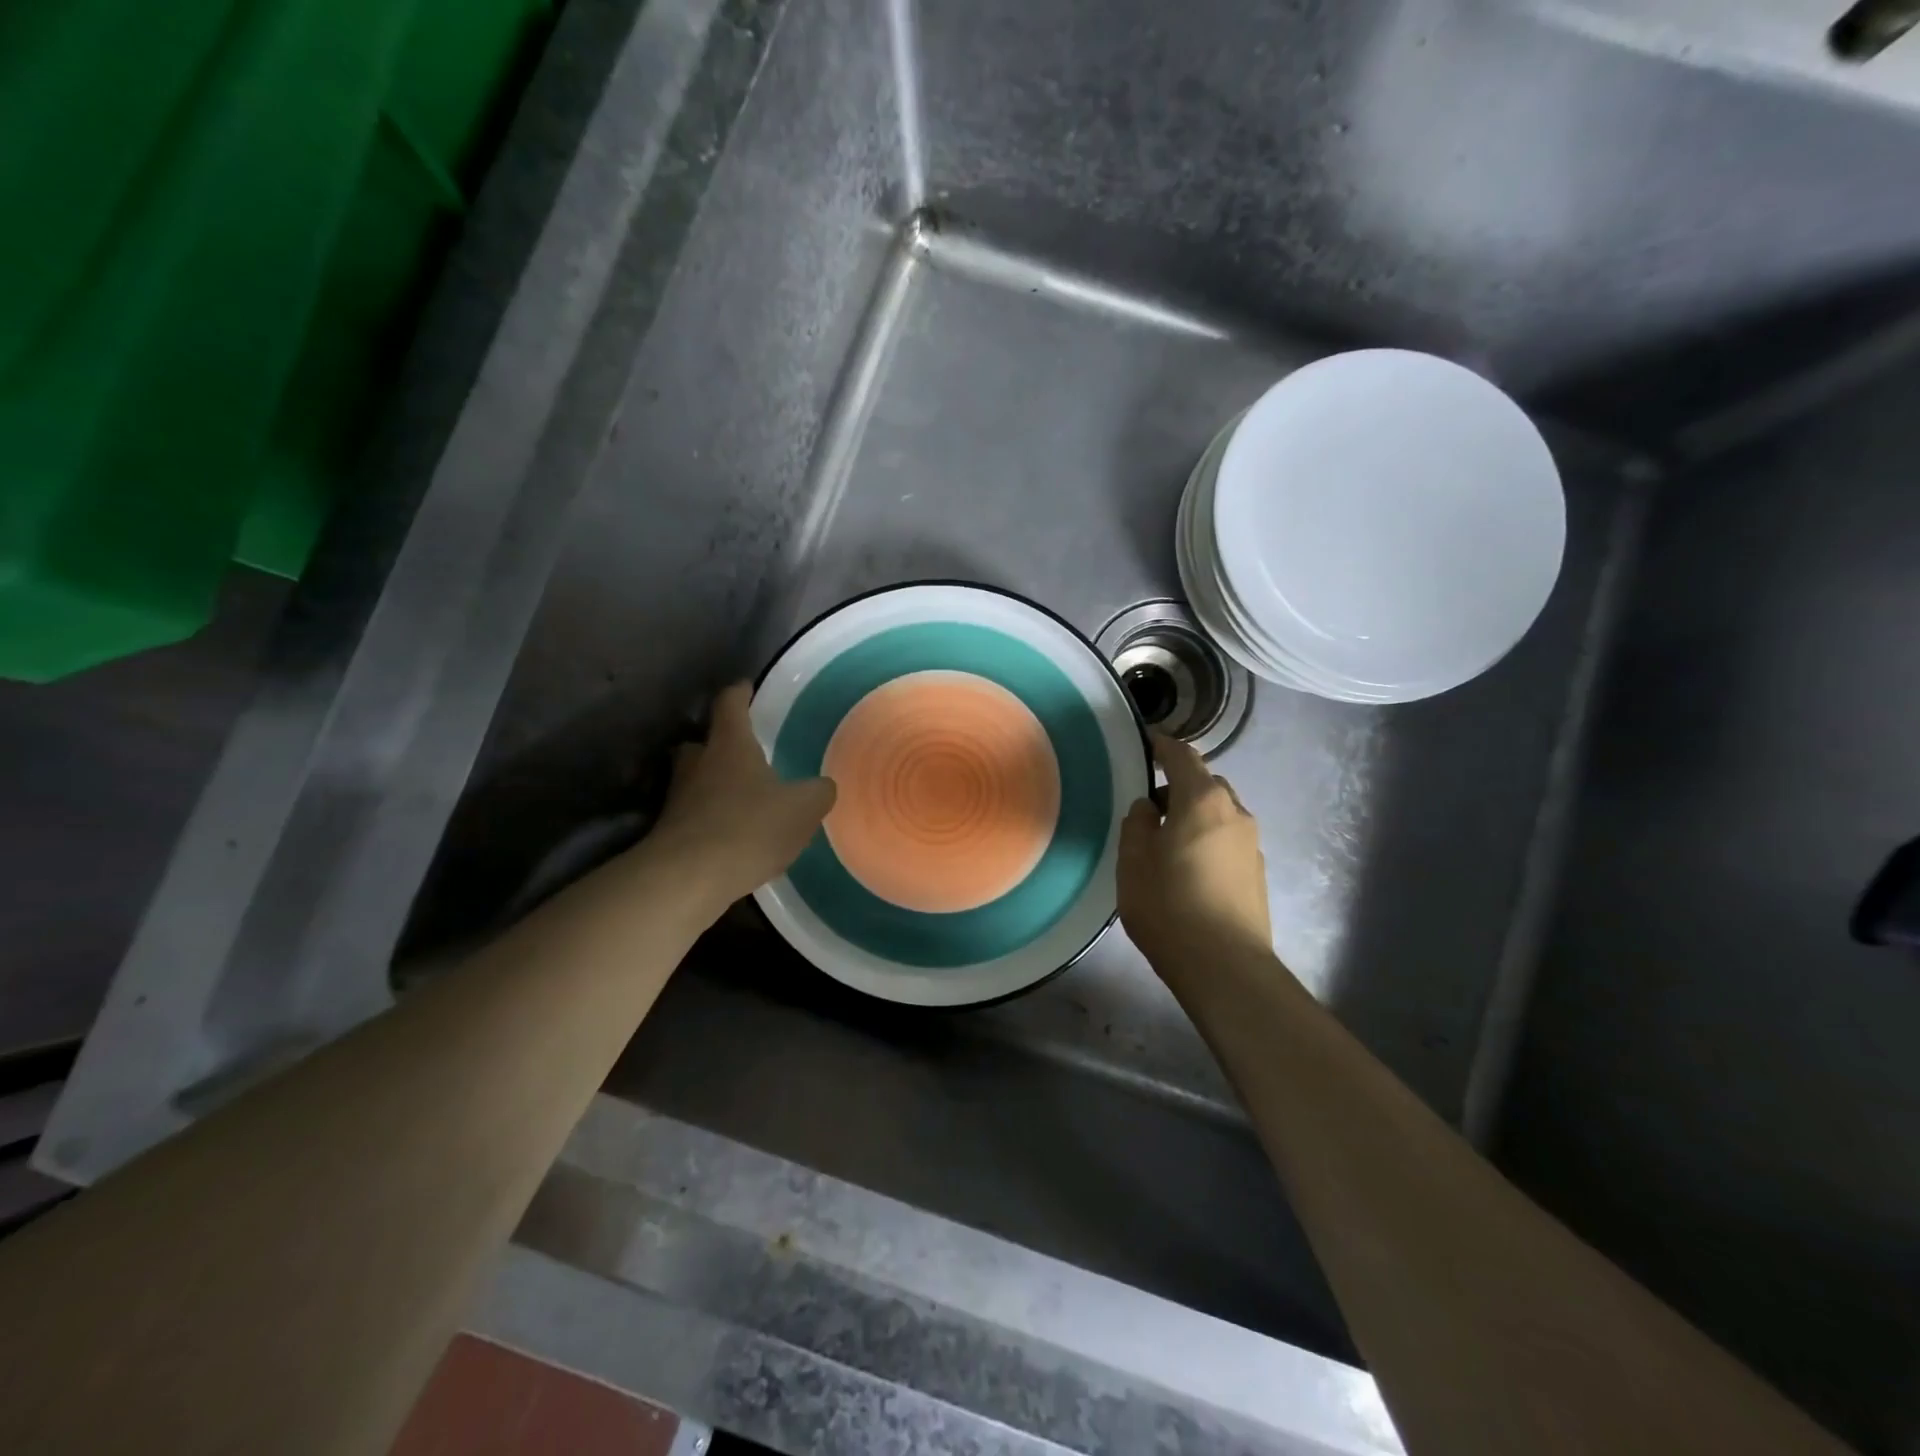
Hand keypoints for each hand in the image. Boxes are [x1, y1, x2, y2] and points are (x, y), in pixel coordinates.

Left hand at [647, 683, 835, 907]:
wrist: (689, 878)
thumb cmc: (749, 827)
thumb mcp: (803, 808)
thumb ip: (818, 792)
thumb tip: (824, 786)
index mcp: (729, 744)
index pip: (730, 703)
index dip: (739, 693)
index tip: (747, 687)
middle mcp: (698, 763)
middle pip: (703, 742)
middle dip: (721, 744)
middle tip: (744, 752)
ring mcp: (678, 798)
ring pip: (696, 779)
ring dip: (714, 783)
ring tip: (742, 797)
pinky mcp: (671, 831)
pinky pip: (694, 814)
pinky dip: (711, 817)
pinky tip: (732, 835)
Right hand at [1118, 731, 1272, 974]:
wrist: (1226, 967)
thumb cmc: (1169, 907)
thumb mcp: (1133, 862)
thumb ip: (1137, 824)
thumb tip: (1149, 807)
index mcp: (1202, 801)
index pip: (1183, 757)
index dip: (1163, 745)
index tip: (1147, 741)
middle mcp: (1235, 813)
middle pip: (1205, 784)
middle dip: (1178, 786)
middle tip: (1149, 808)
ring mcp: (1252, 844)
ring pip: (1219, 813)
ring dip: (1194, 816)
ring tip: (1167, 843)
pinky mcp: (1258, 873)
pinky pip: (1227, 840)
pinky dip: (1207, 840)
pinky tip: (1189, 870)